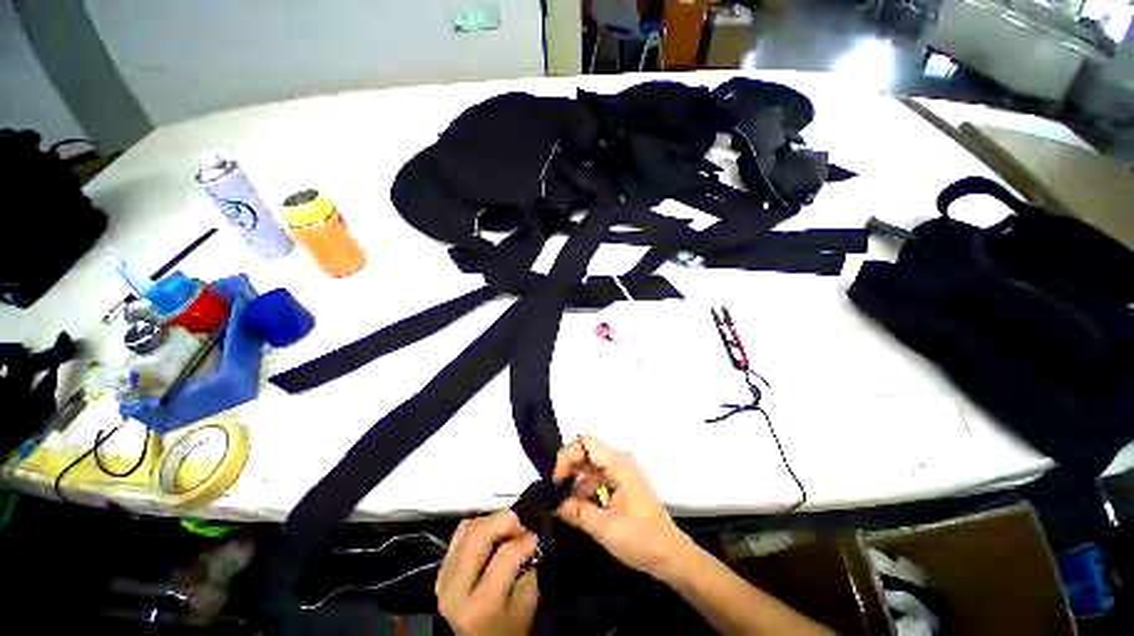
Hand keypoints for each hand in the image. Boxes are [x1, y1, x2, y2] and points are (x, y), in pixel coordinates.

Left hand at [436, 510, 538, 635]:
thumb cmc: (509, 626)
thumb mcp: (526, 603)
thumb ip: (527, 567)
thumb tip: (527, 536)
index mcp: (478, 607)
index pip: (503, 557)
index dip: (523, 541)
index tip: (535, 538)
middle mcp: (454, 590)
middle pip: (476, 534)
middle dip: (504, 521)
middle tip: (520, 527)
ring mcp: (443, 577)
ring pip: (467, 527)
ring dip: (491, 522)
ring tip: (507, 532)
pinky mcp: (443, 568)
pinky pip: (461, 533)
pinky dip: (480, 528)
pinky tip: (493, 537)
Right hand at [553, 435, 691, 579]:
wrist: (671, 556)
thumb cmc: (642, 539)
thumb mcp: (604, 528)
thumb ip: (576, 511)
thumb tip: (553, 504)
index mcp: (619, 463)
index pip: (585, 442)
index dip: (567, 456)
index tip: (557, 481)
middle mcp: (620, 461)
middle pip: (586, 452)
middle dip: (569, 470)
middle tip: (556, 493)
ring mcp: (622, 472)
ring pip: (590, 466)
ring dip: (575, 482)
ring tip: (563, 504)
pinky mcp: (622, 484)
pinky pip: (597, 478)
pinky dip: (585, 489)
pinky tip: (577, 508)